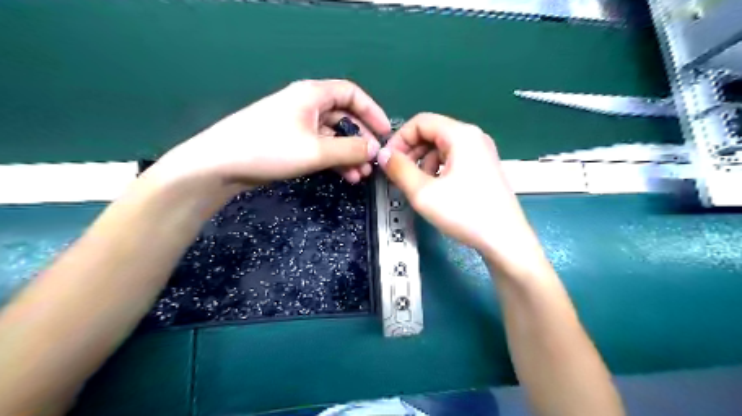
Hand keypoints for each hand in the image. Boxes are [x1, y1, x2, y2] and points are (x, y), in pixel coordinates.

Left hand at [153, 79, 389, 190]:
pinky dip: (334, 160)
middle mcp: (307, 105)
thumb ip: (350, 149)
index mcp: (313, 95)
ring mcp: (298, 125)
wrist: (221, 164)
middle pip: (344, 117)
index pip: (352, 94)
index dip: (372, 112)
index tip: (386, 133)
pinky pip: (321, 147)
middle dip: (361, 140)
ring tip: (361, 175)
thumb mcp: (316, 150)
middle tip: (374, 161)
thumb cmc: (270, 149)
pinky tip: (345, 176)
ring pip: (333, 136)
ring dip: (349, 154)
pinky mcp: (290, 142)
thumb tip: (376, 149)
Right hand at [377, 114, 539, 267]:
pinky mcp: (483, 167)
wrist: (505, 240)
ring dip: (423, 162)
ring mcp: (481, 152)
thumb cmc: (465, 213)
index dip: (399, 139)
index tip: (388, 161)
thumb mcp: (423, 192)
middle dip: (410, 151)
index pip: (420, 122)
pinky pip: (453, 159)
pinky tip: (434, 189)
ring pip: (441, 147)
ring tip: (417, 185)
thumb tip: (383, 155)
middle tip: (398, 175)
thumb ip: (399, 169)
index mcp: (461, 135)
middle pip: (432, 133)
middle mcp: (473, 137)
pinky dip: (437, 169)